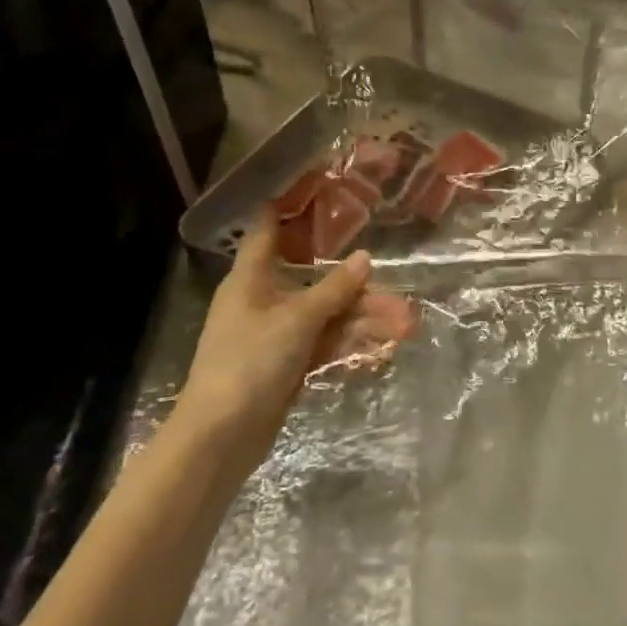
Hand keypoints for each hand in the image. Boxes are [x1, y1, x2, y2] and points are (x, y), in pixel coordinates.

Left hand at [176, 211, 414, 474]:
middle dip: (355, 285)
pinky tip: (384, 346)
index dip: (288, 209)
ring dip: (362, 319)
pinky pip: (323, 344)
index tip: (316, 188)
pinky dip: (350, 343)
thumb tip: (366, 257)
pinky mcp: (284, 366)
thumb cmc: (251, 361)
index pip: (267, 231)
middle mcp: (262, 301)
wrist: (220, 437)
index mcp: (250, 279)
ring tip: (405, 323)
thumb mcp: (298, 320)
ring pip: (325, 316)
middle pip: (313, 281)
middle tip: (393, 283)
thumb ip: (335, 288)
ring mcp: (274, 336)